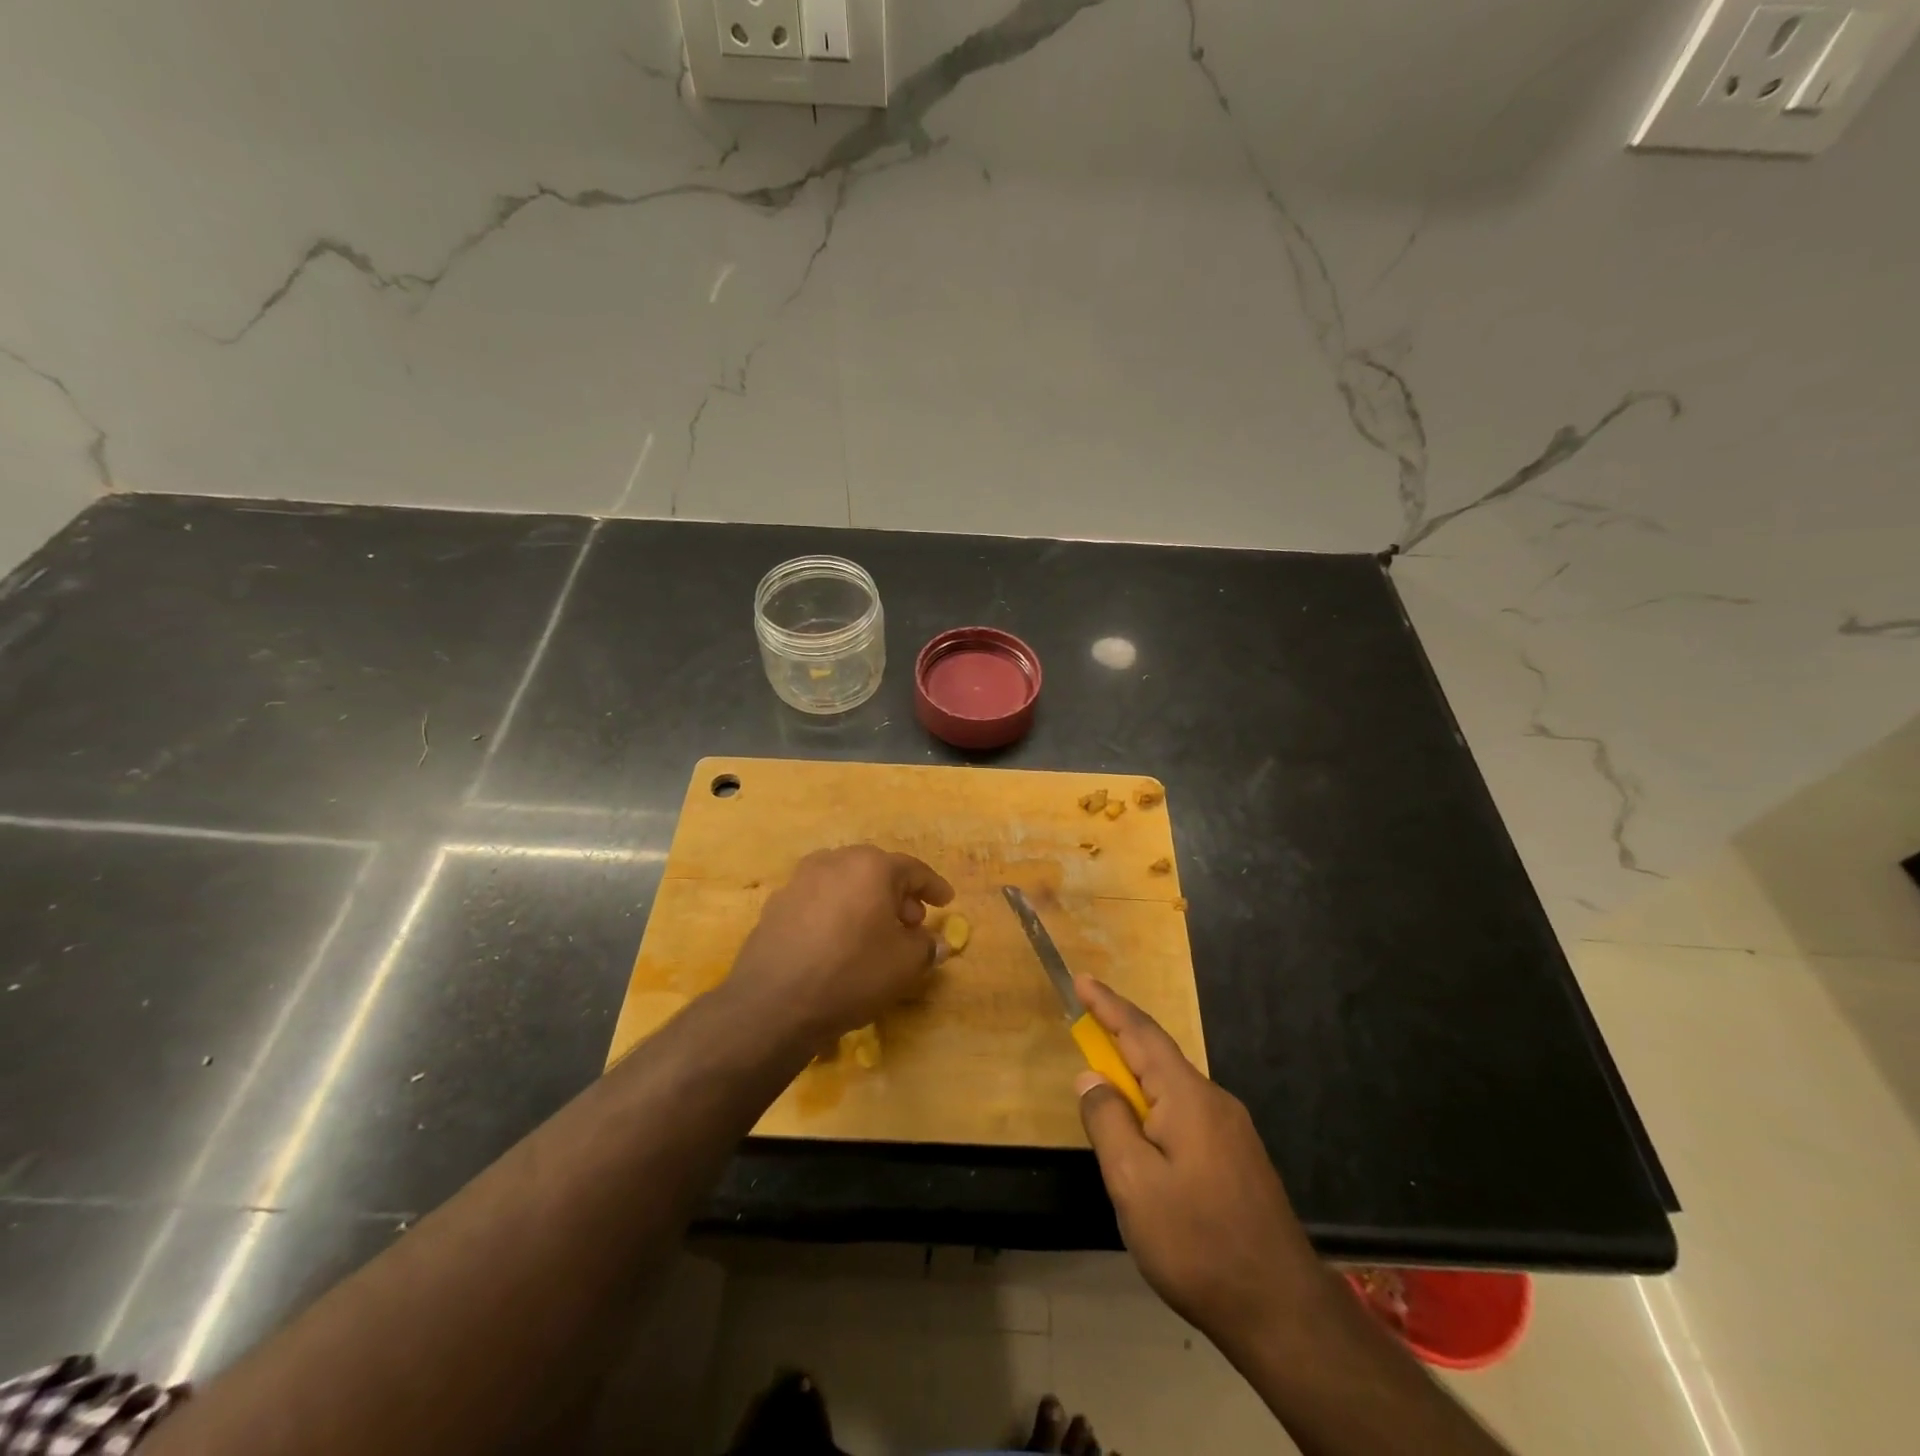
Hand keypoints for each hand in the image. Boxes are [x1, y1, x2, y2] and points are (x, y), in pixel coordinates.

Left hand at [727, 845, 954, 1041]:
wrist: (774, 1003)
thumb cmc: (851, 974)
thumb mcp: (905, 965)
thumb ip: (927, 947)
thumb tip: (936, 943)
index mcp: (870, 866)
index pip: (912, 869)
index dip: (933, 887)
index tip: (947, 901)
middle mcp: (833, 861)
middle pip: (875, 871)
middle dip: (898, 894)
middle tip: (913, 921)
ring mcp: (799, 881)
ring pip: (844, 884)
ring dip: (866, 902)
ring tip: (876, 933)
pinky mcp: (776, 905)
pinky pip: (819, 901)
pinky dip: (837, 913)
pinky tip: (840, 943)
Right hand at [1075, 977, 1321, 1353]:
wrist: (1283, 1311)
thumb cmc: (1198, 1243)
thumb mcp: (1134, 1184)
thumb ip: (1107, 1122)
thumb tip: (1091, 1076)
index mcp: (1187, 1097)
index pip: (1140, 1034)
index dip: (1108, 1005)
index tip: (1082, 980)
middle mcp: (1213, 1101)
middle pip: (1158, 1055)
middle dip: (1119, 1037)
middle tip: (1084, 1027)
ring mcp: (1232, 1130)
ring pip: (1172, 1088)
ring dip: (1136, 1077)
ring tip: (1106, 1089)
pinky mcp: (1239, 1159)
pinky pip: (1186, 1113)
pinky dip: (1155, 1106)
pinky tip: (1145, 1138)